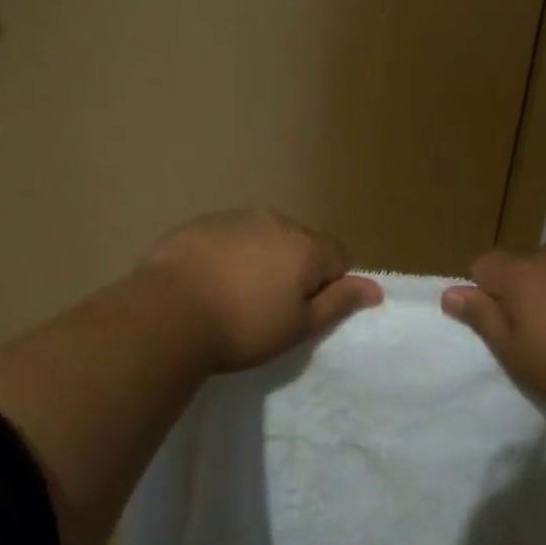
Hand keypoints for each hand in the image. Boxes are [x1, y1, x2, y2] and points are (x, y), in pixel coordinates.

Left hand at [142, 207, 382, 372]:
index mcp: (305, 245)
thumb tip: (375, 289)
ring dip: (260, 259)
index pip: (338, 256)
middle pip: (300, 243)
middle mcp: (276, 221)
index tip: (301, 312)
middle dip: (293, 269)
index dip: (328, 286)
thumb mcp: (299, 327)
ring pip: (264, 236)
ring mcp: (237, 216)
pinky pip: (229, 236)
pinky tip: (208, 282)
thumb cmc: (243, 327)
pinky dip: (228, 254)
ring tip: (234, 296)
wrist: (169, 313)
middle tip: (268, 308)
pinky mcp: (203, 222)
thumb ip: (339, 302)